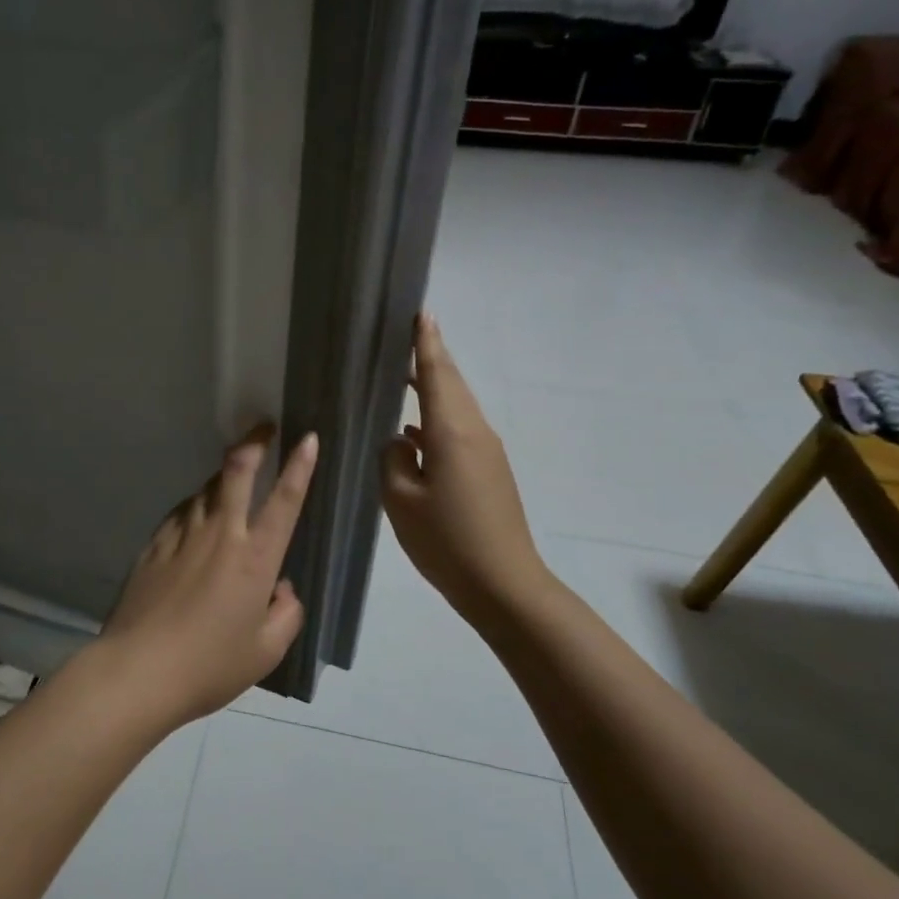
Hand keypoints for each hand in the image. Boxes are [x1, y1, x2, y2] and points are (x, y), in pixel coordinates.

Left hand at [90, 427, 319, 727]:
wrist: (139, 669)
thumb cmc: (210, 665)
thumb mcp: (266, 651)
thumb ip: (286, 614)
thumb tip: (282, 589)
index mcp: (255, 558)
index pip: (284, 500)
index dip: (299, 465)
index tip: (307, 438)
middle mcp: (220, 534)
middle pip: (237, 471)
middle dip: (254, 442)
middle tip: (263, 427)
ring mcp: (182, 535)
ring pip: (206, 488)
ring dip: (223, 476)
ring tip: (232, 475)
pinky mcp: (154, 544)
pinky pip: (181, 512)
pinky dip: (195, 506)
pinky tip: (195, 516)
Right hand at [382, 313, 549, 626]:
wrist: (504, 585)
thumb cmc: (447, 541)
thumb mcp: (401, 500)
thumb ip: (393, 460)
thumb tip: (401, 442)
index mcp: (452, 432)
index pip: (438, 374)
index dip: (427, 343)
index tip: (422, 312)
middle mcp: (474, 432)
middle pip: (453, 384)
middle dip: (432, 358)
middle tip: (409, 336)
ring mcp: (486, 453)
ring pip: (456, 407)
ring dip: (434, 388)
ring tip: (404, 377)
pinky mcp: (488, 472)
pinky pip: (459, 431)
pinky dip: (436, 420)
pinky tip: (412, 433)